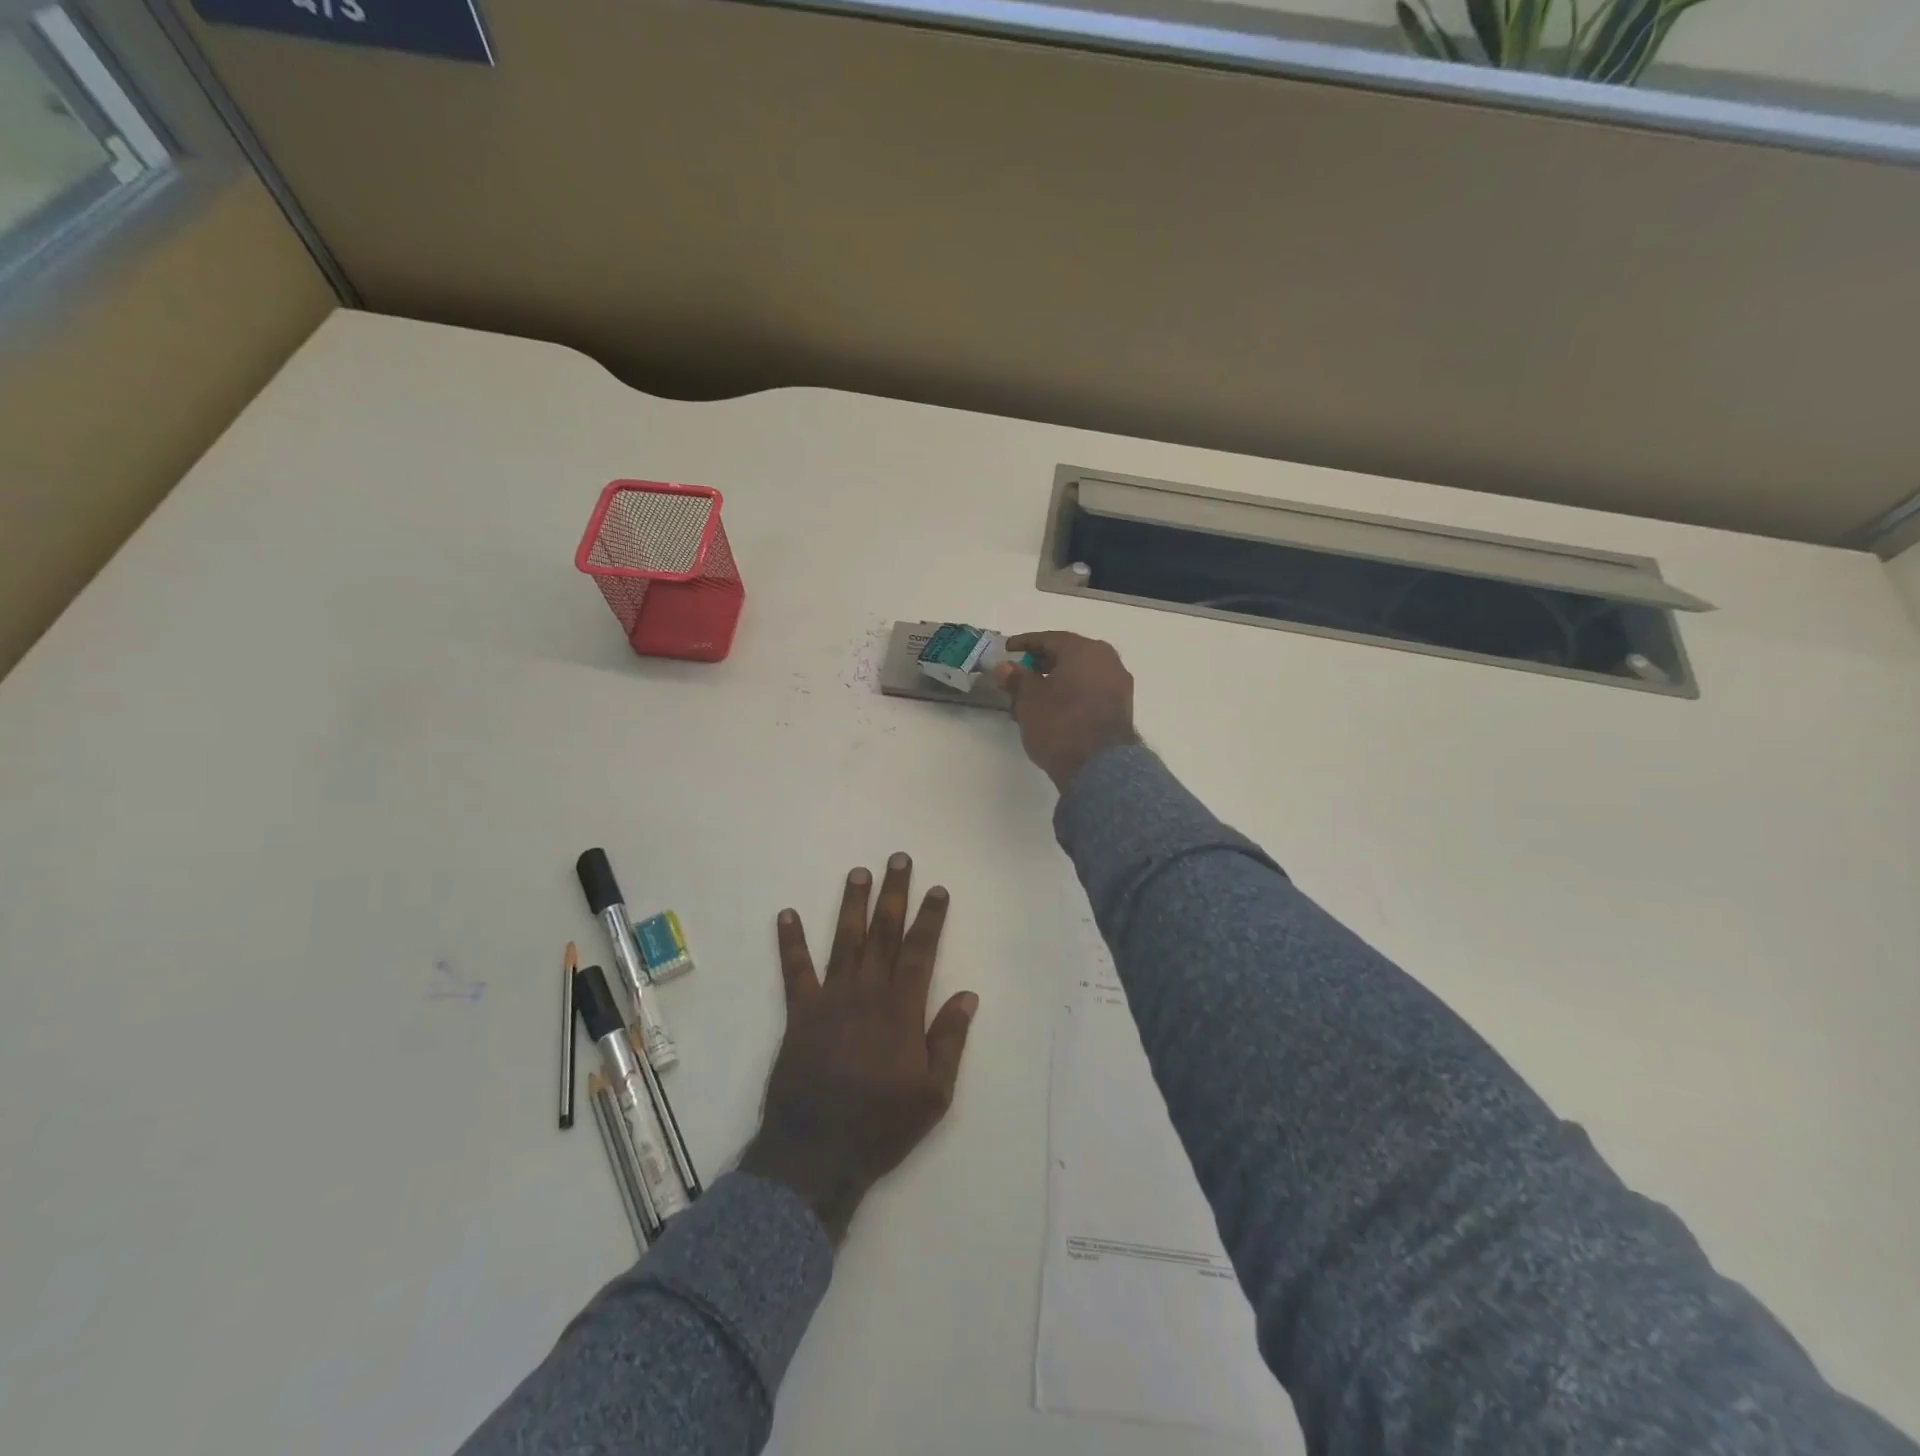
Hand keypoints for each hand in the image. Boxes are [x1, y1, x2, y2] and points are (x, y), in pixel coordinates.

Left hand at [739, 854, 977, 1243]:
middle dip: (893, 894)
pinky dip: (790, 942)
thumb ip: (950, 1040)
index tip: (936, 889)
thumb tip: (967, 995)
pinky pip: (794, 970)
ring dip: (852, 905)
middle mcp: (867, 993)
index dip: (930, 917)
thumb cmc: (881, 1125)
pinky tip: (786, 914)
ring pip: (845, 941)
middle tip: (898, 859)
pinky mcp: (799, 1013)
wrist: (816, 1153)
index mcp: (902, 1009)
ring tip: (858, 872)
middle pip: (884, 933)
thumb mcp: (934, 1094)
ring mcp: (830, 999)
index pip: (920, 951)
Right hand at [993, 631, 1139, 792]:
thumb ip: (1016, 678)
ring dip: (1059, 679)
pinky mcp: (1122, 707)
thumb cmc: (1059, 725)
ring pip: (1082, 673)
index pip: (1049, 639)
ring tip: (1035, 694)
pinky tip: (1056, 707)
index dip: (1025, 643)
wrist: (1099, 767)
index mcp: (1084, 650)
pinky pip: (1092, 690)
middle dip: (1043, 662)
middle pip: (1069, 654)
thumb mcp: (1029, 700)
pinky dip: (1073, 692)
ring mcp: (1119, 684)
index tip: (1007, 649)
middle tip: (1021, 672)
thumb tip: (1006, 667)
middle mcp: (1107, 660)